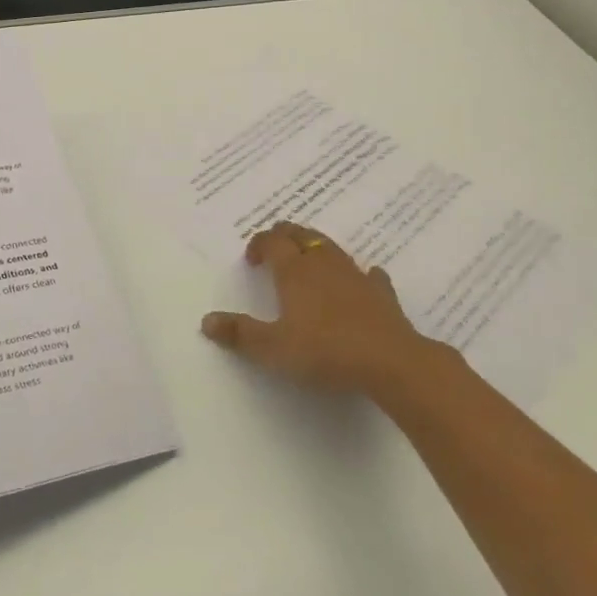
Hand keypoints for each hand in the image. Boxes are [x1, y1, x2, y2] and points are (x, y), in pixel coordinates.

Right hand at [202, 221, 430, 395]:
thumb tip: (206, 320)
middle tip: (274, 249)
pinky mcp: (381, 292)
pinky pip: (369, 274)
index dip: (259, 244)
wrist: (390, 361)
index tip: (252, 260)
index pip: (272, 241)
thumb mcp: (272, 348)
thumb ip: (240, 333)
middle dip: (285, 236)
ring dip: (316, 247)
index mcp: (294, 271)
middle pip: (301, 235)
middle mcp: (323, 264)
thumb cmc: (324, 351)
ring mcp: (355, 275)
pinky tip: (363, 279)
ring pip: (331, 247)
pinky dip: (359, 273)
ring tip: (308, 259)